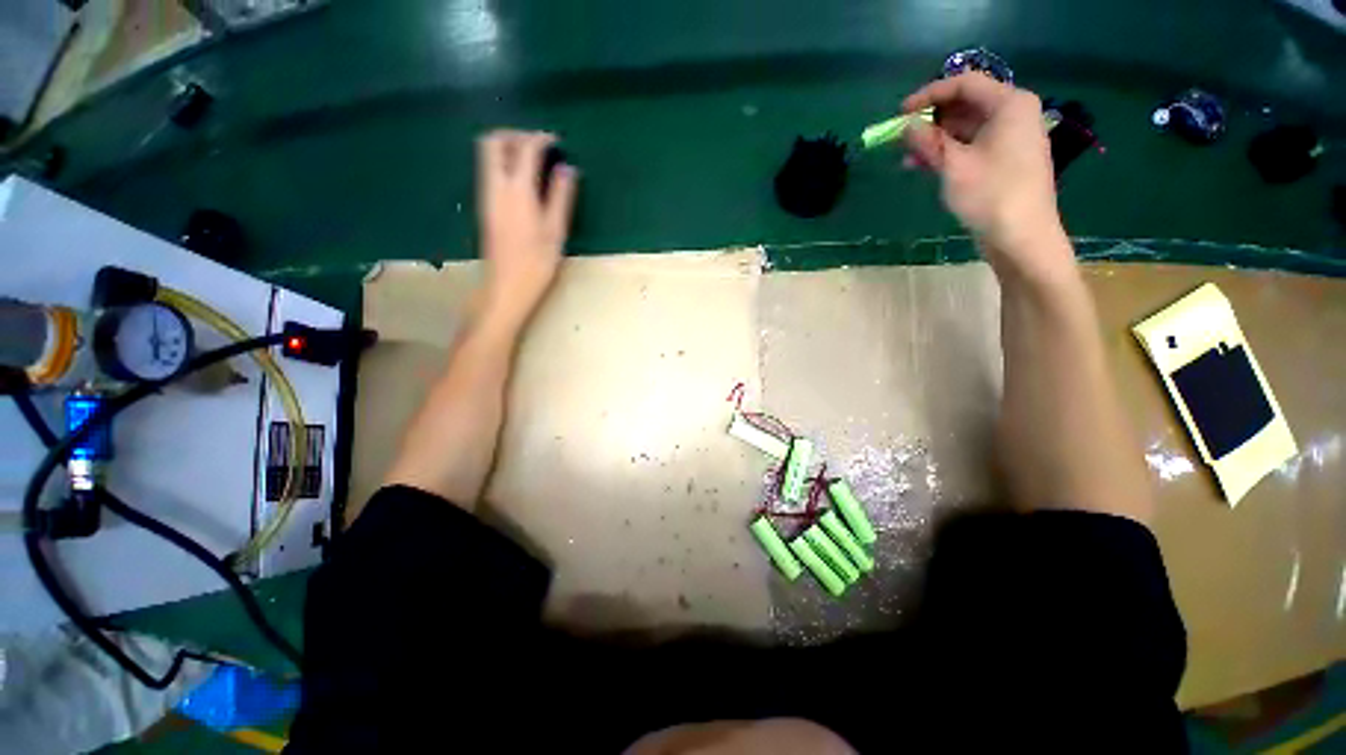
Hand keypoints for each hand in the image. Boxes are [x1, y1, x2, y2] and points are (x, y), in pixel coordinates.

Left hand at [476, 130, 577, 323]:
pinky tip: (523, 181)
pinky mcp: (485, 207)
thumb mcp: (556, 231)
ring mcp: (486, 196)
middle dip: (515, 135)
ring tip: (533, 161)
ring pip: (487, 155)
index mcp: (517, 191)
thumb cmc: (536, 264)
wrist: (506, 287)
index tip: (556, 142)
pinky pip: (489, 171)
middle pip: (493, 142)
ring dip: (508, 148)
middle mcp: (496, 187)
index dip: (540, 139)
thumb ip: (561, 197)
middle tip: (538, 145)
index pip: (525, 148)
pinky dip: (504, 164)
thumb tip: (567, 169)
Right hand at [902, 74, 1071, 280]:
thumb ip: (927, 141)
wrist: (1021, 237)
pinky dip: (947, 153)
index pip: (964, 84)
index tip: (900, 113)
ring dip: (934, 140)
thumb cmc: (991, 194)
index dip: (929, 94)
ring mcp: (1010, 138)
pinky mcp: (1004, 161)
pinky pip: (971, 146)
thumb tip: (905, 126)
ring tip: (906, 157)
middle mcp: (1013, 114)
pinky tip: (924, 166)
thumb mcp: (953, 165)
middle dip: (930, 120)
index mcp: (1009, 104)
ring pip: (965, 128)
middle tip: (900, 138)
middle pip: (965, 105)